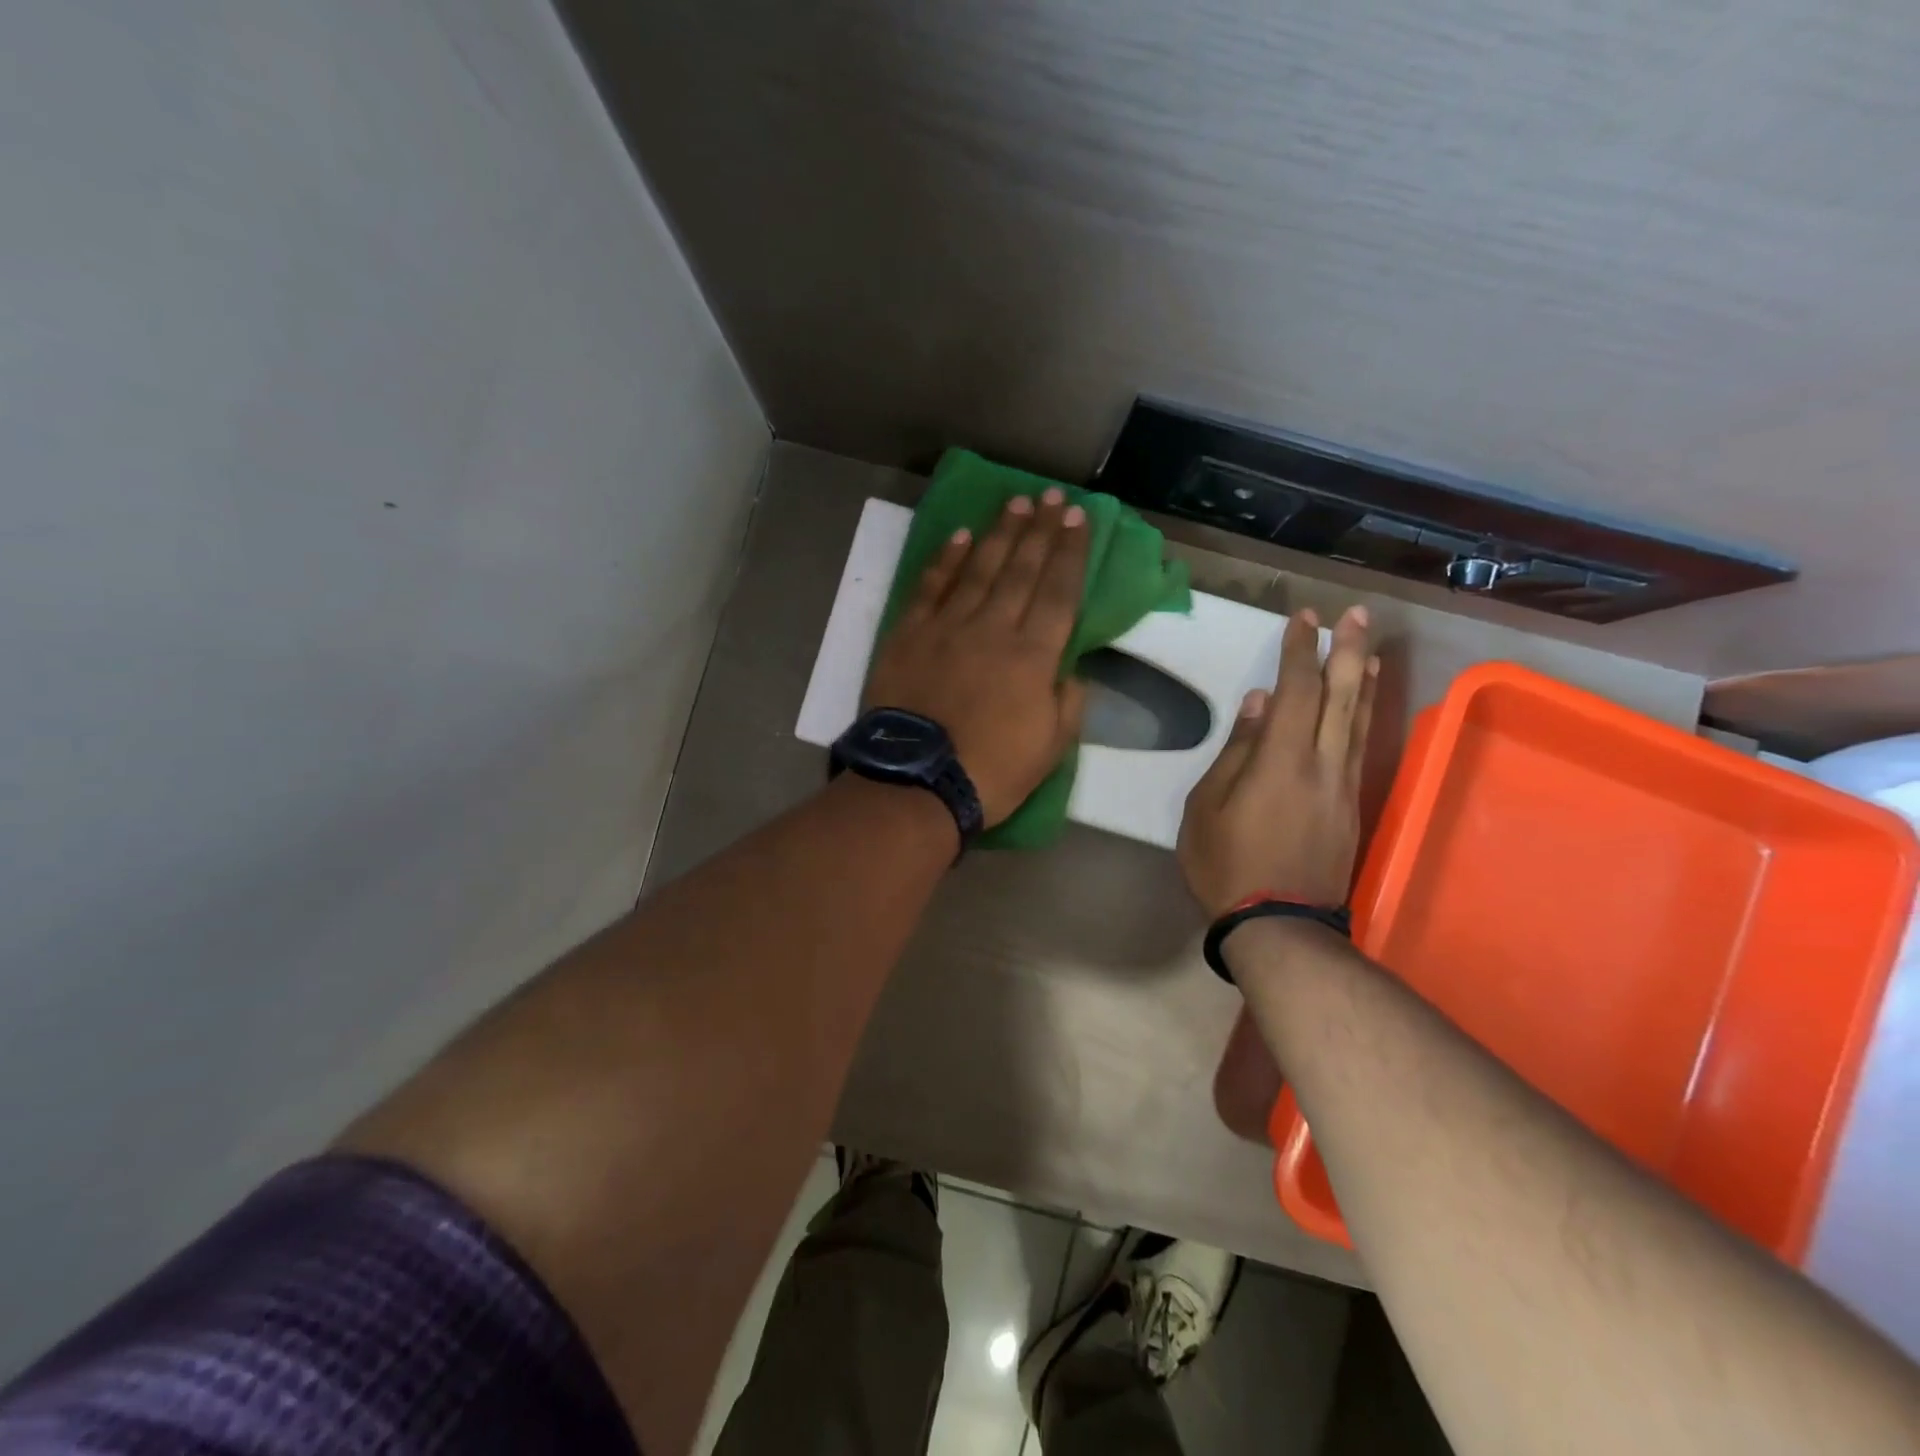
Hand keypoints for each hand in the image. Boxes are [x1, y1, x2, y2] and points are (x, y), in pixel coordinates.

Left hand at [865, 490, 1090, 825]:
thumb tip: (1070, 670)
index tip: (1079, 519)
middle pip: (1021, 570)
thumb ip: (1068, 703)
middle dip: (1041, 530)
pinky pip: (931, 587)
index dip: (1071, 553)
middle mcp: (994, 628)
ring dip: (999, 533)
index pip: (1059, 592)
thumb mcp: (1051, 748)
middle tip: (1053, 497)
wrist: (918, 783)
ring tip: (1016, 503)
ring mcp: (948, 626)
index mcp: (1034, 656)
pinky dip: (945, 560)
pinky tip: (959, 536)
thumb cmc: (992, 771)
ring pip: (979, 568)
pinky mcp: (909, 634)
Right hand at [1178, 606, 1378, 917]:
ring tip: (1369, 648)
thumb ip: (1235, 752)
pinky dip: (1364, 717)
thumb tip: (1258, 705)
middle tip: (1357, 615)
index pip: (1296, 692)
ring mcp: (1343, 787)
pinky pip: (1360, 748)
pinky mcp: (1352, 807)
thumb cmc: (1226, 864)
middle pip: (1342, 698)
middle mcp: (1322, 765)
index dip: (1301, 651)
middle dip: (1349, 651)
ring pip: (1359, 722)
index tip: (1304, 617)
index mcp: (1280, 762)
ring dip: (1364, 680)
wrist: (1278, 925)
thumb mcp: (1206, 808)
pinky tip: (1362, 705)